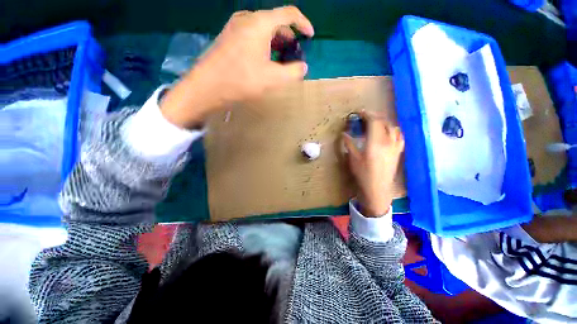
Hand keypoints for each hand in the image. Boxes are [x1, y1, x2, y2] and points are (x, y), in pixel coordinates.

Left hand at [161, 6, 313, 128]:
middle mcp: (247, 18)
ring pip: (263, 29)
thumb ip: (293, 72)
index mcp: (260, 23)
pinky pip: (252, 35)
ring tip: (281, 59)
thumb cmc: (242, 80)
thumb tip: (303, 67)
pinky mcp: (229, 36)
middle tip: (294, 54)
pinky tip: (264, 60)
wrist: (208, 86)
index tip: (310, 36)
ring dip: (276, 42)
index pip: (289, 14)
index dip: (303, 24)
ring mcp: (235, 26)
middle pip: (275, 22)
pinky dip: (264, 44)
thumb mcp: (273, 78)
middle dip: (289, 38)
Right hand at [342, 113, 404, 216]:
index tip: (359, 113)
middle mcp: (388, 141)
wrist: (377, 188)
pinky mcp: (398, 151)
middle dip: (374, 116)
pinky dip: (393, 130)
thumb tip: (343, 134)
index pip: (374, 122)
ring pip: (393, 127)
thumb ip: (349, 144)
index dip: (367, 114)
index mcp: (375, 142)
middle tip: (365, 117)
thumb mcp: (353, 158)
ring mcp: (395, 146)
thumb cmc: (363, 174)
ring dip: (384, 122)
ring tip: (375, 123)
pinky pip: (399, 136)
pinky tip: (388, 132)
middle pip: (384, 122)